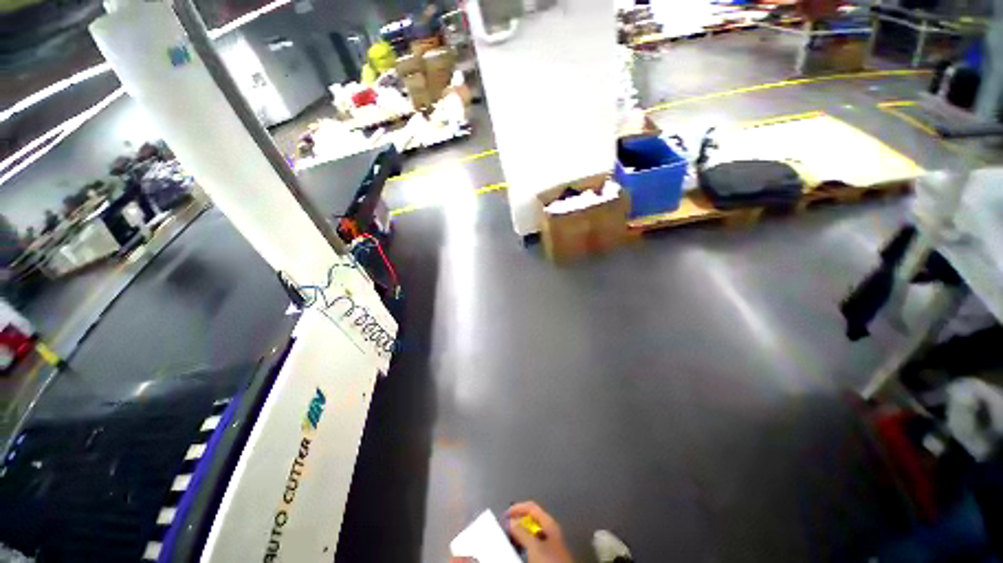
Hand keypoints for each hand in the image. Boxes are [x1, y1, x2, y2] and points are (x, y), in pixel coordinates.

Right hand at [506, 501, 573, 562]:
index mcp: (550, 522)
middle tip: (507, 524)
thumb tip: (511, 521)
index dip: (518, 507)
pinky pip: (534, 541)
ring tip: (511, 535)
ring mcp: (550, 541)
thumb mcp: (534, 544)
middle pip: (532, 518)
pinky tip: (521, 546)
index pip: (532, 507)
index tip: (507, 512)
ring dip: (521, 531)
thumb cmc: (553, 560)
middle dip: (518, 520)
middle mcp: (551, 529)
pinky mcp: (549, 552)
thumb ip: (521, 530)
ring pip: (532, 530)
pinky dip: (525, 541)